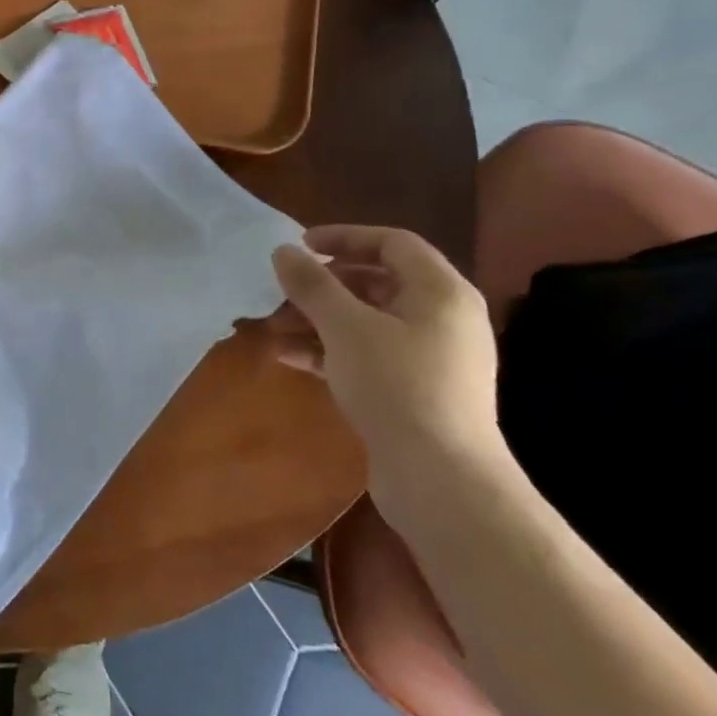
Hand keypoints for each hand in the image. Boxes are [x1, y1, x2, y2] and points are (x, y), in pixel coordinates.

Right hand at [270, 225, 511, 530]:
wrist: (441, 478)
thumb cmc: (397, 386)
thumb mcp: (346, 327)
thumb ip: (313, 285)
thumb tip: (284, 251)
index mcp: (440, 292)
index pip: (392, 243)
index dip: (344, 237)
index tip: (299, 246)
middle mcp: (442, 318)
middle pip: (377, 283)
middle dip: (323, 285)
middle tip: (281, 291)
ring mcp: (431, 358)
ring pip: (367, 322)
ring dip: (319, 320)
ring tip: (274, 327)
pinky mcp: (415, 391)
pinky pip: (367, 355)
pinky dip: (330, 350)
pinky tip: (289, 358)